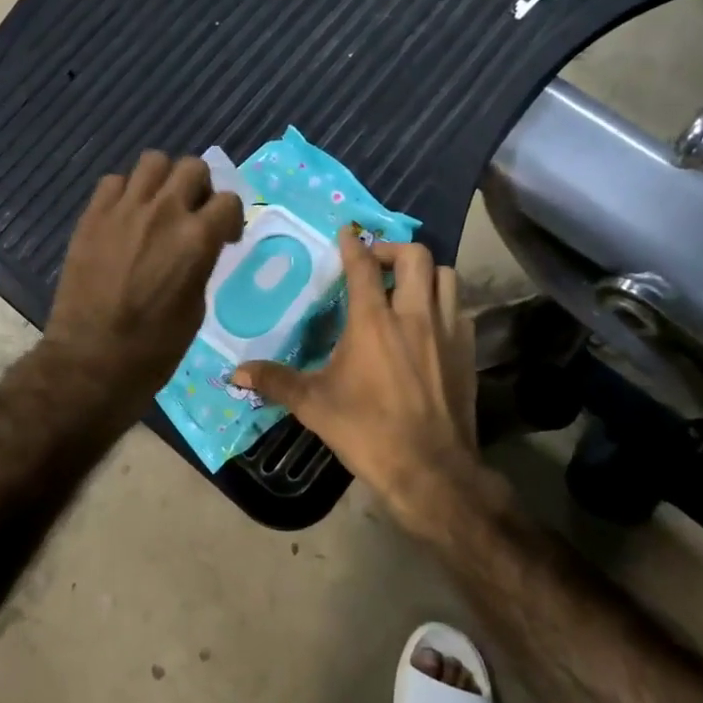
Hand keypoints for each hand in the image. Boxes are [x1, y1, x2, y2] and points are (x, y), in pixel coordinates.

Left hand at [45, 151, 243, 412]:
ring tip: (158, 205)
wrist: (90, 361)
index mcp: (197, 239)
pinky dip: (125, 193)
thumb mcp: (196, 306)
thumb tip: (198, 246)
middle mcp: (163, 212)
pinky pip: (114, 181)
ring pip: (153, 161)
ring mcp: (123, 210)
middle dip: (200, 187)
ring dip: (163, 180)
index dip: (231, 217)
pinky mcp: (92, 216)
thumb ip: (201, 263)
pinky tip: (125, 217)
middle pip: (192, 166)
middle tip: (193, 213)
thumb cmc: (154, 348)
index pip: (229, 199)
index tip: (225, 236)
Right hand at [234, 237, 478, 524]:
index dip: (353, 244)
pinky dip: (444, 304)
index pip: (364, 266)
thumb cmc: (368, 431)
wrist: (431, 470)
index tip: (346, 233)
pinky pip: (460, 309)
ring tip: (405, 287)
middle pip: (416, 256)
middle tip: (375, 263)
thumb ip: (276, 381)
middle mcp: (414, 315)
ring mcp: (448, 331)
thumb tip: (235, 372)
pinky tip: (429, 324)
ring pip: (446, 276)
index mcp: (374, 321)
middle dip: (394, 249)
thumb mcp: (315, 406)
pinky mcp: (467, 351)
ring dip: (425, 273)